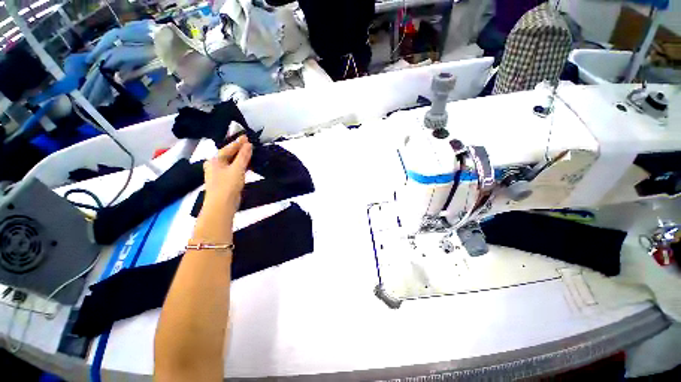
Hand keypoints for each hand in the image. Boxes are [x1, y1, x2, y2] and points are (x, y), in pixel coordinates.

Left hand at [202, 136, 252, 214]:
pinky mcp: (224, 182)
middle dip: (238, 150)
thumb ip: (243, 156)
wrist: (221, 205)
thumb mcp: (237, 169)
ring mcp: (218, 175)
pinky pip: (232, 170)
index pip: (228, 148)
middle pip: (228, 155)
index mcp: (215, 161)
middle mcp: (215, 166)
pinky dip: (239, 167)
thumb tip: (248, 144)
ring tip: (249, 154)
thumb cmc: (227, 185)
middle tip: (248, 144)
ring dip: (239, 158)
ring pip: (230, 163)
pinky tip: (245, 167)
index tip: (247, 137)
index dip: (238, 143)